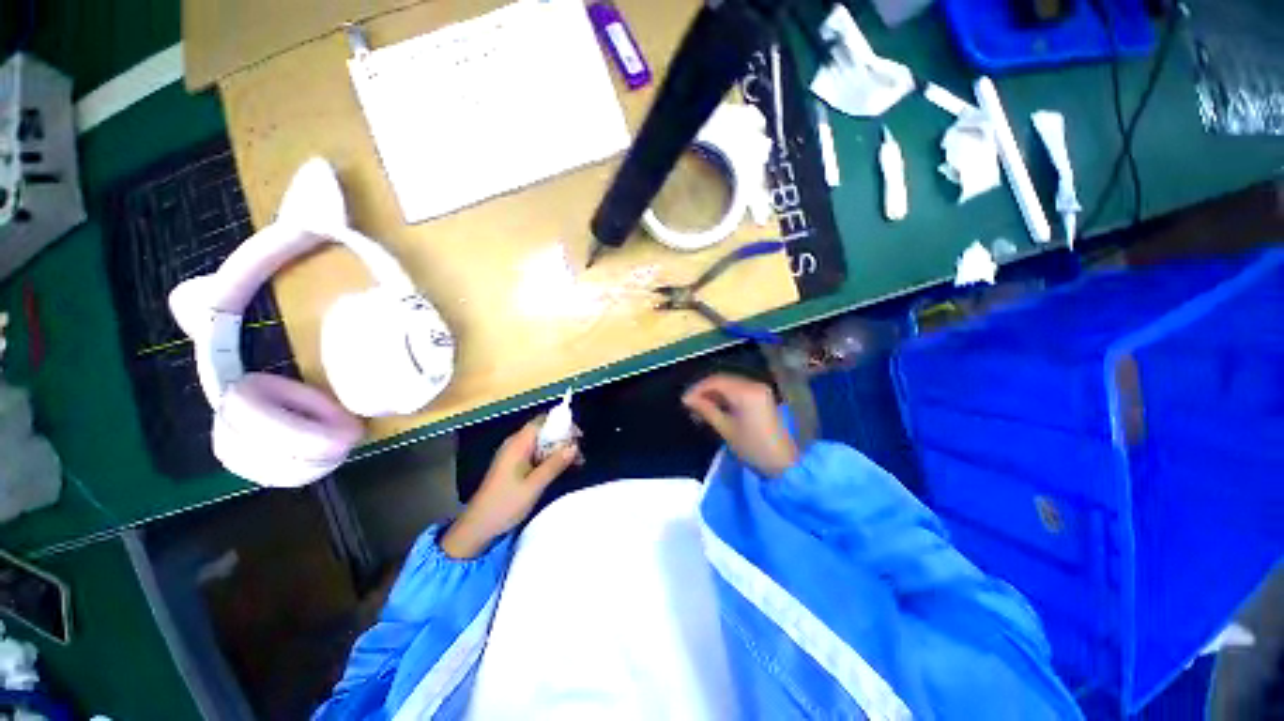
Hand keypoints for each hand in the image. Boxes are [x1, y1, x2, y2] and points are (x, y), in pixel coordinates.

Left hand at [441, 418, 578, 558]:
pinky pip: (536, 454)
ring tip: (576, 463)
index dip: (562, 424)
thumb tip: (575, 446)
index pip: (543, 421)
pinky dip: (550, 458)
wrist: (478, 527)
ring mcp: (514, 455)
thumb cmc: (505, 504)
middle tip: (580, 454)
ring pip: (542, 443)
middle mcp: (515, 444)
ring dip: (559, 450)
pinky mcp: (514, 466)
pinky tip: (562, 468)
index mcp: (518, 444)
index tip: (578, 436)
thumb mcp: (534, 485)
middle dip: (563, 439)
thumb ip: (555, 464)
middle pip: (544, 431)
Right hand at [682, 374, 798, 476]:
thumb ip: (706, 409)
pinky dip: (724, 396)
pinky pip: (738, 389)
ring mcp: (759, 389)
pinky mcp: (761, 396)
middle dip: (704, 390)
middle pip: (722, 380)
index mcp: (746, 392)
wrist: (783, 463)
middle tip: (690, 404)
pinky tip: (715, 407)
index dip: (697, 389)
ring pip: (729, 384)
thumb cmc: (752, 447)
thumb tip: (687, 399)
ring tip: (699, 408)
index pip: (716, 381)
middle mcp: (754, 384)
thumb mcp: (725, 429)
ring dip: (713, 393)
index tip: (684, 401)